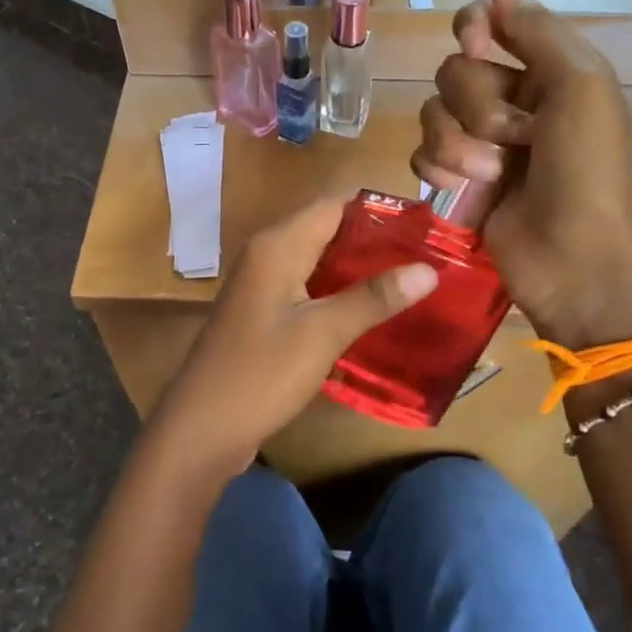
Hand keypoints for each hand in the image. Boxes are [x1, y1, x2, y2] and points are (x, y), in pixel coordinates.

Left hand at [145, 196, 438, 478]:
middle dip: (374, 240)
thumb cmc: (261, 373)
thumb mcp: (323, 333)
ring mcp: (262, 284)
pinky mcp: (263, 312)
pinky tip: (370, 309)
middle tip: (425, 255)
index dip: (379, 209)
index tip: (424, 225)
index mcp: (277, 245)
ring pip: (318, 260)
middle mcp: (266, 254)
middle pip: (327, 229)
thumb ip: (373, 297)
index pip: (335, 204)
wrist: (202, 428)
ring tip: (409, 280)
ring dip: (358, 267)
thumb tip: (429, 268)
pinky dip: (338, 291)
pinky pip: (307, 286)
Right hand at [410, 0, 631, 348]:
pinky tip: (467, 192)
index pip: (484, 24)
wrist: (578, 260)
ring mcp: (480, 143)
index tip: (480, 46)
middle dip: (477, 106)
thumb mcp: (580, 86)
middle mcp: (509, 100)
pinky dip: (440, 171)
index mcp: (544, 71)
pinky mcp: (457, 182)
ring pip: (431, 114)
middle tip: (514, 138)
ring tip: (494, 176)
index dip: (474, 31)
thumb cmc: (588, 170)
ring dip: (458, 145)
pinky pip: (422, 154)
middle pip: (452, 71)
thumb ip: (536, 30)